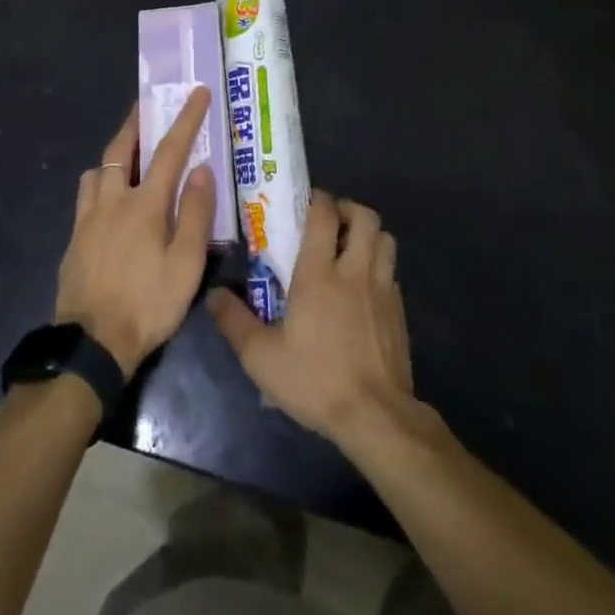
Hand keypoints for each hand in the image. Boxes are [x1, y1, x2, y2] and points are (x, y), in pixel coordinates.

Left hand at [54, 87, 216, 376]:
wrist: (92, 343)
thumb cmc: (148, 304)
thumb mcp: (186, 265)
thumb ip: (195, 214)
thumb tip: (202, 170)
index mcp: (145, 204)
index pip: (170, 150)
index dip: (186, 118)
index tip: (196, 92)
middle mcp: (113, 200)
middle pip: (121, 147)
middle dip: (136, 121)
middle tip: (146, 105)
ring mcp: (88, 217)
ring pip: (98, 168)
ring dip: (114, 152)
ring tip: (128, 154)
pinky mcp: (75, 236)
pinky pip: (86, 193)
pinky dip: (100, 180)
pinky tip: (108, 196)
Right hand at [208, 191, 415, 451]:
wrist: (375, 416)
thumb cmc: (315, 380)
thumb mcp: (261, 357)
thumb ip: (234, 321)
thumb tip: (214, 293)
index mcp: (319, 273)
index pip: (325, 214)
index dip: (318, 199)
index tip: (305, 203)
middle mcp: (354, 271)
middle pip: (365, 216)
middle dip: (348, 209)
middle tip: (329, 222)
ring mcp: (382, 289)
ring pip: (385, 239)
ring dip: (368, 234)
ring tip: (348, 248)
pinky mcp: (399, 310)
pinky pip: (391, 270)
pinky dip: (378, 265)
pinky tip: (362, 288)